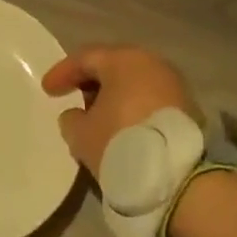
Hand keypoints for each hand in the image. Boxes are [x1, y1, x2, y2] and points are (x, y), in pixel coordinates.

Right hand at [41, 46, 199, 177]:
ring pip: (134, 83)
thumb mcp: (82, 135)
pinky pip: (151, 100)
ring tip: (100, 120)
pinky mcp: (188, 108)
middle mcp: (151, 62)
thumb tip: (76, 115)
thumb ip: (71, 119)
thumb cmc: (122, 143)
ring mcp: (174, 84)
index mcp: (123, 59)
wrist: (179, 178)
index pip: (85, 57)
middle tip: (75, 100)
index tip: (48, 90)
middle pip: (113, 66)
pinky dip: (134, 109)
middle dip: (91, 82)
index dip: (63, 72)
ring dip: (115, 97)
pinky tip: (124, 129)